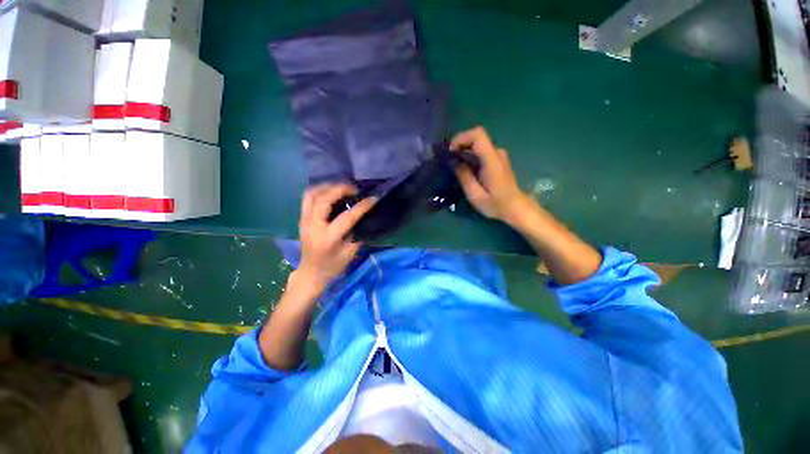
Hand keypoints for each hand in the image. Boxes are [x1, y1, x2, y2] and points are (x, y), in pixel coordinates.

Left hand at [295, 184, 375, 293]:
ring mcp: (304, 221)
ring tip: (341, 187)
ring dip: (327, 187)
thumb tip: (365, 217)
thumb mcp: (349, 253)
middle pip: (323, 199)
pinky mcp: (301, 219)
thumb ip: (357, 234)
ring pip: (311, 195)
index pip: (346, 217)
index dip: (361, 207)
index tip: (373, 198)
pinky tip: (330, 191)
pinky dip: (319, 191)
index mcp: (328, 238)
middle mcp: (313, 226)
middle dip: (340, 189)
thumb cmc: (332, 266)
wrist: (311, 273)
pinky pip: (307, 198)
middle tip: (354, 189)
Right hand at [451, 126, 529, 223]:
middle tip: (449, 159)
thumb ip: (464, 177)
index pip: (478, 135)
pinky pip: (481, 151)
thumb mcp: (475, 195)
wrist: (515, 207)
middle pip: (476, 137)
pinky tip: (464, 168)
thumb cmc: (496, 204)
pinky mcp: (498, 159)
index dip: (461, 138)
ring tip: (454, 165)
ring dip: (464, 150)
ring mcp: (499, 155)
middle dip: (460, 145)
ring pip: (478, 144)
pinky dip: (470, 155)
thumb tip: (454, 162)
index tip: (451, 151)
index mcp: (492, 160)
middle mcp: (497, 152)